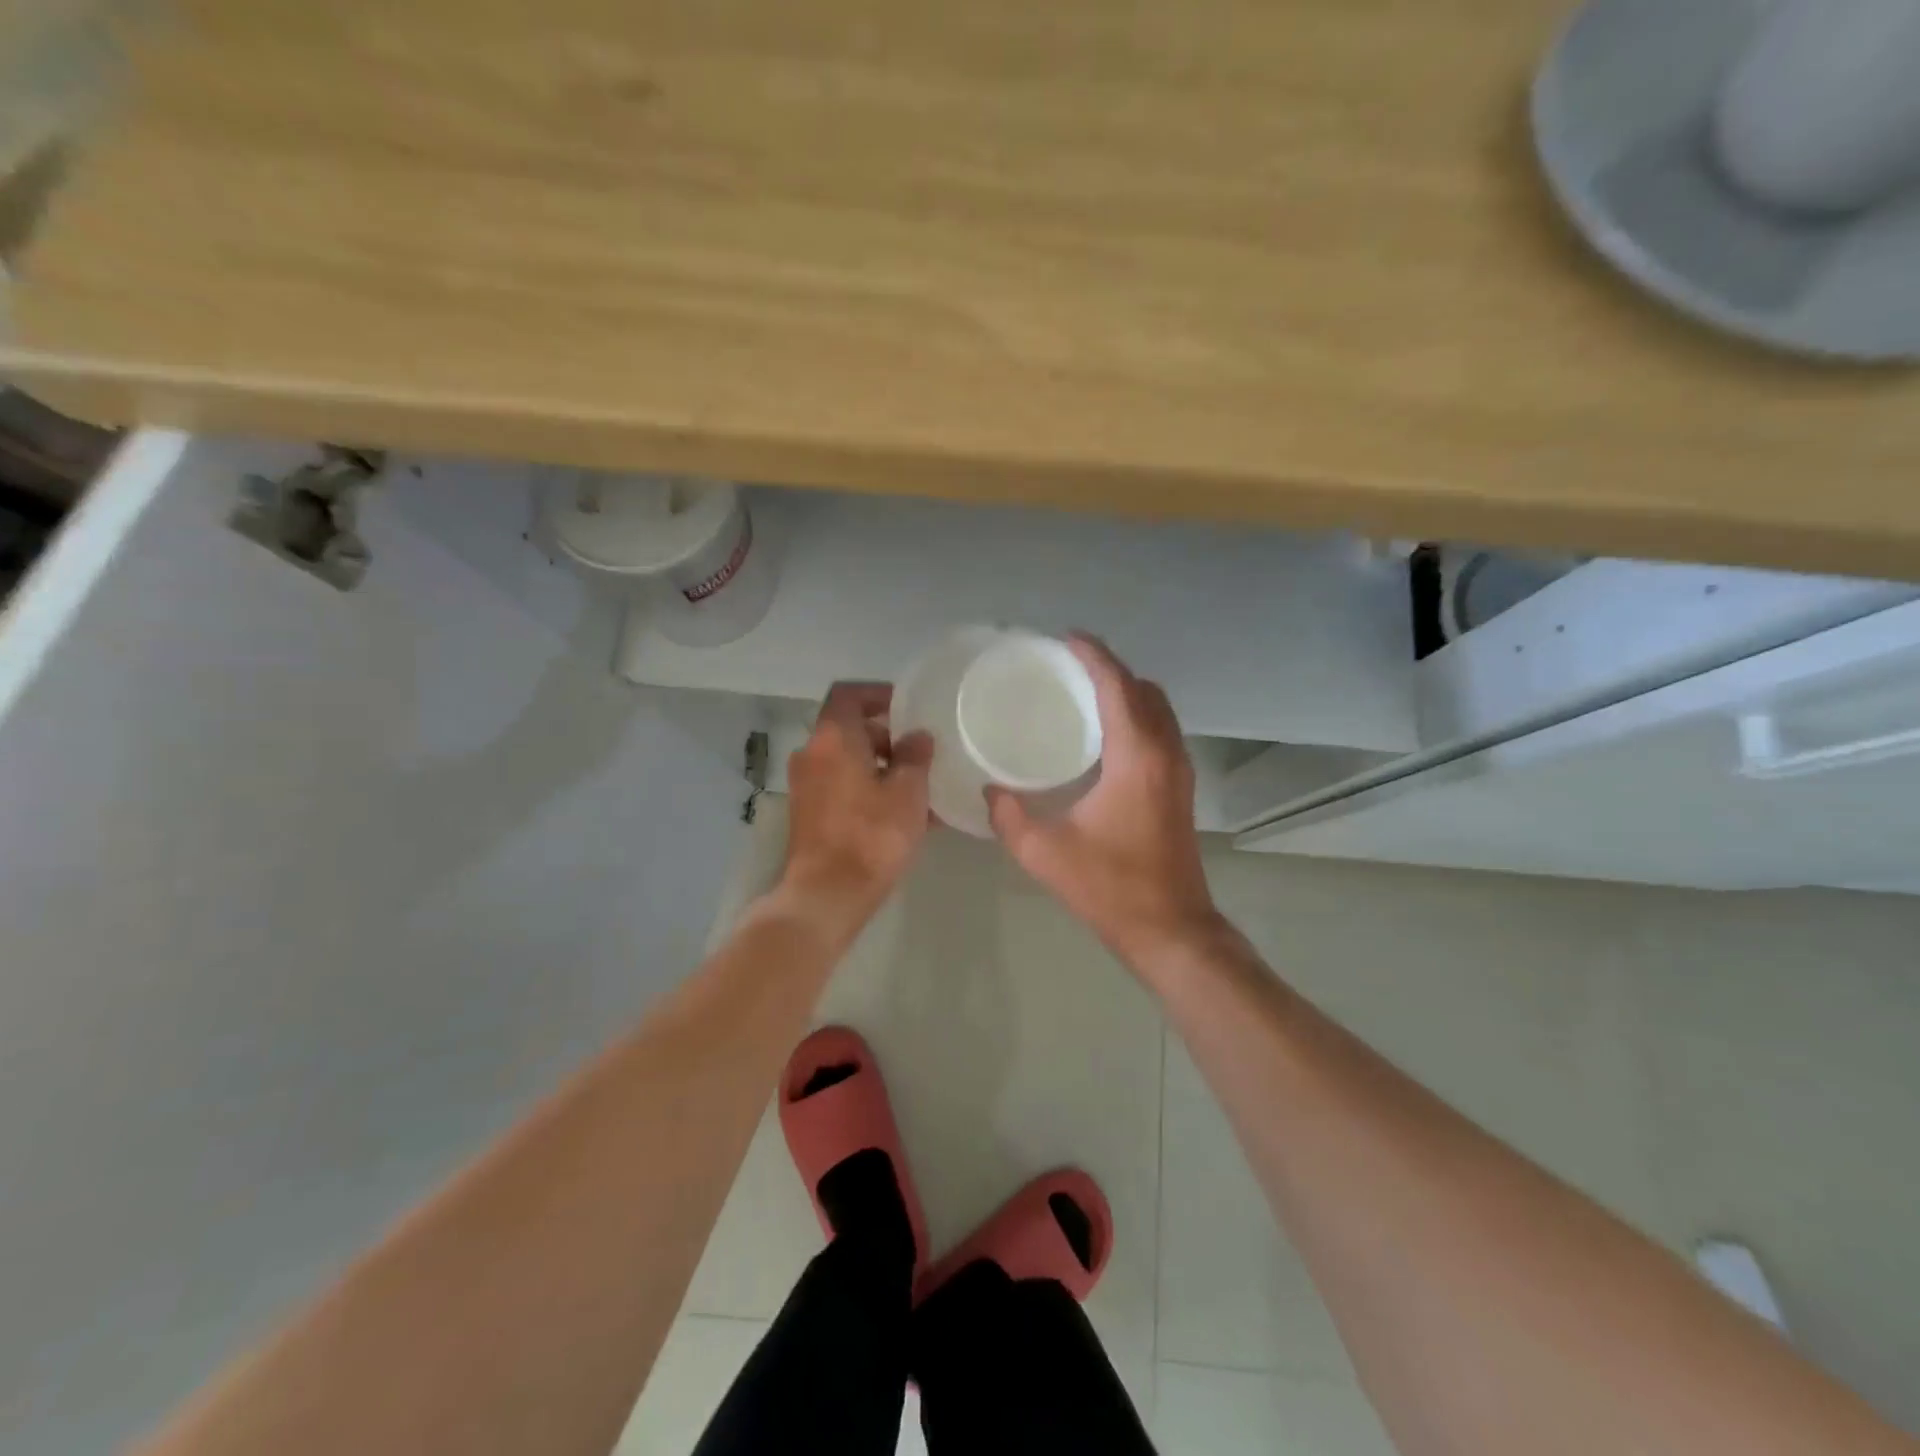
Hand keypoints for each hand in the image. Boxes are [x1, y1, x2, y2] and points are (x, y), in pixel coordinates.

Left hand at [780, 682, 934, 925]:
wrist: (828, 894)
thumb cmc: (872, 835)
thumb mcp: (908, 792)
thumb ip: (915, 756)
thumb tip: (917, 736)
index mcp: (833, 738)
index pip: (849, 694)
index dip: (878, 694)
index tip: (907, 707)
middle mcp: (812, 754)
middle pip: (848, 729)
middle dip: (885, 736)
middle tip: (919, 751)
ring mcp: (805, 785)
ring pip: (846, 761)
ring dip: (878, 765)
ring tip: (916, 785)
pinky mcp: (808, 813)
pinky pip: (840, 786)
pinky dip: (866, 788)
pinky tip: (899, 812)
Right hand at [987, 636, 1221, 965]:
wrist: (1171, 928)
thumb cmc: (1110, 887)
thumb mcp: (1045, 852)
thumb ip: (1010, 816)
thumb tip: (991, 790)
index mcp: (1137, 757)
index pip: (1118, 686)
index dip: (1094, 656)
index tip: (1066, 638)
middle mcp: (1165, 752)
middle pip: (1145, 690)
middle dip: (1111, 669)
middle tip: (1069, 667)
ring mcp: (1179, 771)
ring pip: (1159, 710)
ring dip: (1127, 692)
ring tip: (1085, 693)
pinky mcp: (1181, 789)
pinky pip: (1161, 731)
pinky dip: (1137, 716)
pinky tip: (1105, 736)